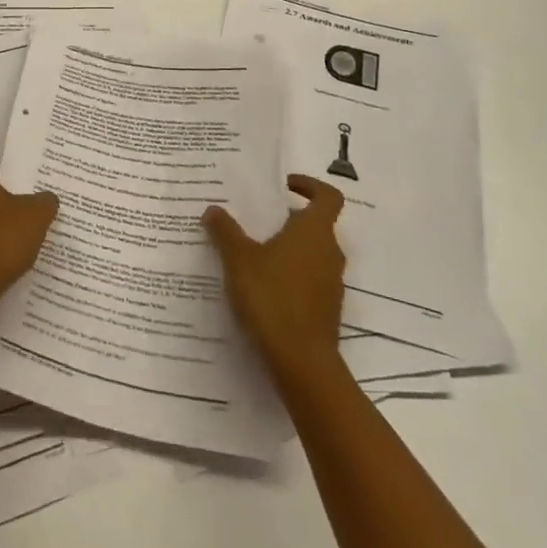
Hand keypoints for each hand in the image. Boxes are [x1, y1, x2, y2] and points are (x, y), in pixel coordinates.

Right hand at [203, 175, 345, 372]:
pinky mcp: (327, 309)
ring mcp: (332, 283)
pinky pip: (309, 280)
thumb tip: (214, 209)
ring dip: (288, 249)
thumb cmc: (272, 297)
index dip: (309, 186)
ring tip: (253, 255)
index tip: (284, 186)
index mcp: (314, 231)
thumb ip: (225, 231)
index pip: (327, 196)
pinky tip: (262, 288)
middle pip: (316, 225)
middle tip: (256, 221)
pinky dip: (290, 276)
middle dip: (288, 220)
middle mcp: (330, 252)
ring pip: (312, 254)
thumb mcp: (239, 259)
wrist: (301, 362)